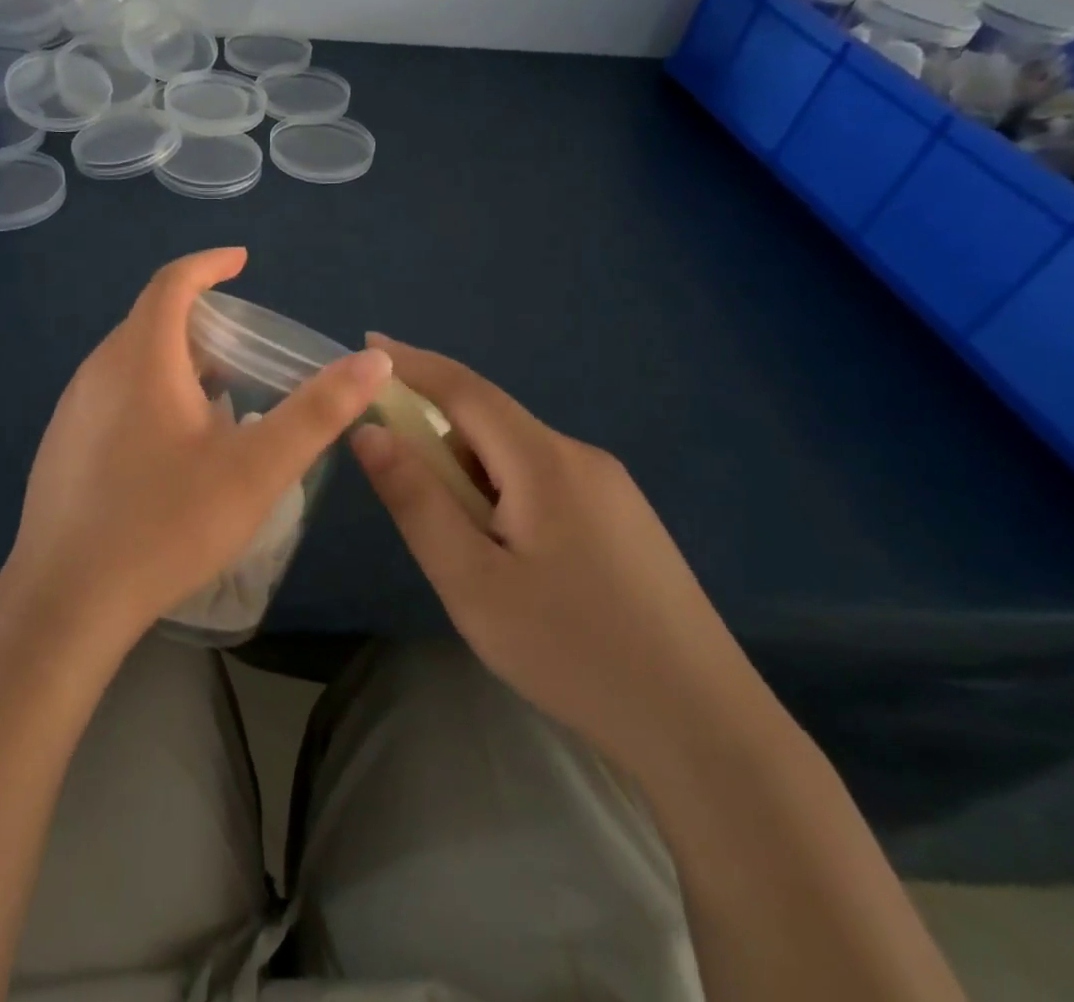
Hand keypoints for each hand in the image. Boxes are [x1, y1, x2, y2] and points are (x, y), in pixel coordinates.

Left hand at [7, 249, 393, 647]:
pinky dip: (149, 392)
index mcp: (141, 358)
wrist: (66, 601)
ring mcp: (72, 408)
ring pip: (130, 360)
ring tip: (218, 394)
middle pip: (151, 320)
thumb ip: (317, 412)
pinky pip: (112, 394)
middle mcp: (98, 370)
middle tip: (244, 345)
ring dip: (175, 360)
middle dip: (199, 319)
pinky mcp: (61, 444)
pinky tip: (172, 444)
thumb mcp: (257, 468)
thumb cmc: (167, 524)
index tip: (242, 261)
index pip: (172, 282)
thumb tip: (372, 361)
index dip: (209, 264)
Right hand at [350, 335, 763, 775]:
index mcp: (544, 461)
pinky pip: (547, 483)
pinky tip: (516, 564)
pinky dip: (507, 497)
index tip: (368, 344)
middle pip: (492, 424)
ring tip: (470, 556)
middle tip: (409, 497)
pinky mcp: (625, 520)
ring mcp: (612, 489)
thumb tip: (369, 431)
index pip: (465, 389)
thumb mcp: (471, 581)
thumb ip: (416, 500)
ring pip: (518, 458)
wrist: (705, 730)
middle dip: (439, 440)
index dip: (412, 363)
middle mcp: (581, 457)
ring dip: (474, 479)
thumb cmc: (571, 651)